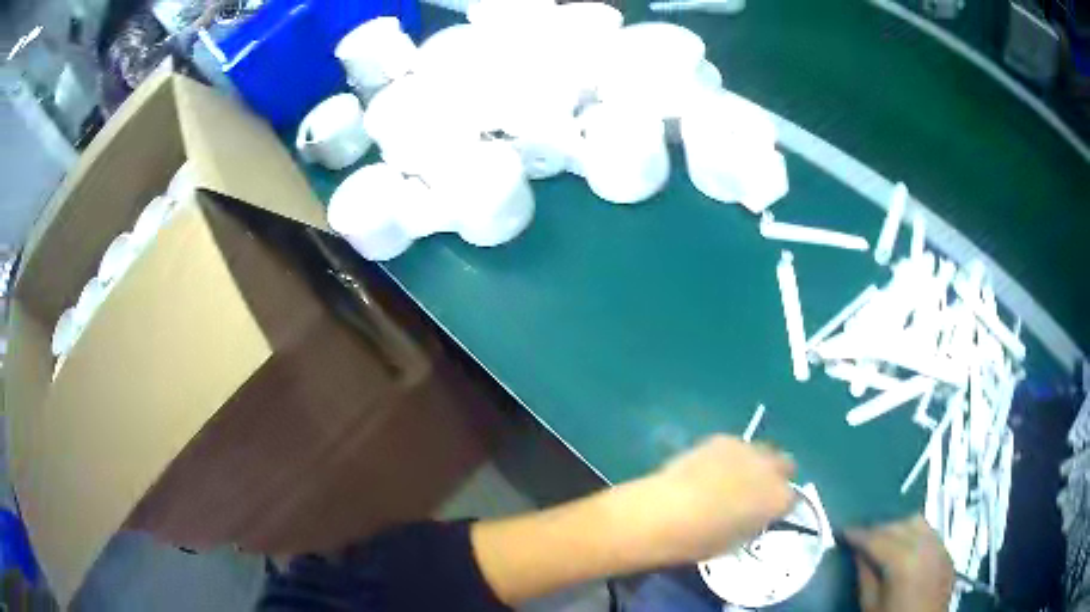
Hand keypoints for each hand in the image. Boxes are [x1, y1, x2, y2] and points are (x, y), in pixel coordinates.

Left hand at [633, 434, 795, 564]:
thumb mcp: (737, 541)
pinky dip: (728, 455)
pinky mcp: (723, 438)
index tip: (764, 513)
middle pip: (785, 465)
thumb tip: (752, 515)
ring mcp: (748, 450)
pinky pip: (734, 445)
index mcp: (780, 500)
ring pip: (762, 451)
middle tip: (754, 491)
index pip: (791, 499)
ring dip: (753, 463)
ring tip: (728, 478)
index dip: (777, 506)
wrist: (667, 513)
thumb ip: (753, 522)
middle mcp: (772, 470)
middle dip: (774, 476)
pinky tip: (707, 468)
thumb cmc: (701, 540)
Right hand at [844, 515, 953, 611]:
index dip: (858, 534)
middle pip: (898, 524)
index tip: (843, 531)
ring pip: (917, 522)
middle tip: (860, 536)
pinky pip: (929, 533)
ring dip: (897, 526)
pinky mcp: (947, 554)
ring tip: (882, 538)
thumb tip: (858, 552)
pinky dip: (914, 534)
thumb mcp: (871, 604)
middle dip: (878, 528)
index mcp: (904, 560)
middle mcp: (926, 545)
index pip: (877, 538)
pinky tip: (904, 547)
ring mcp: (940, 547)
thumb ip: (865, 574)